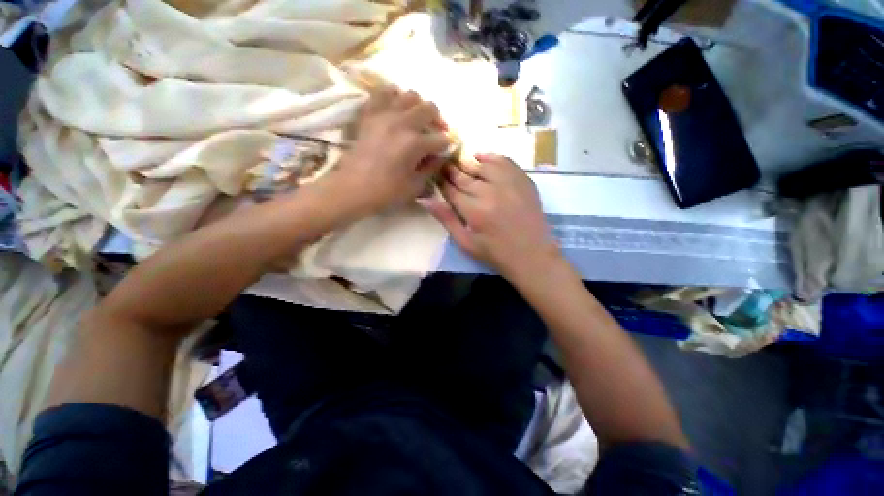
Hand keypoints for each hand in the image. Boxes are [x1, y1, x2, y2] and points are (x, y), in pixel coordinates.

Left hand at [324, 87, 450, 215]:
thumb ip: (431, 168)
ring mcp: (384, 114)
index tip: (443, 152)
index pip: (441, 139)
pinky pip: (382, 93)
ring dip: (418, 107)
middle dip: (437, 121)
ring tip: (415, 120)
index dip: (446, 146)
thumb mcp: (415, 186)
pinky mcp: (369, 114)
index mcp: (415, 143)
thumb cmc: (386, 192)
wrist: (352, 189)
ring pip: (409, 95)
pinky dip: (392, 96)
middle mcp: (402, 123)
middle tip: (433, 132)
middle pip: (430, 108)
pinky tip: (395, 107)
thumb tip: (440, 156)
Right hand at [420, 154, 562, 282]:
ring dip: (468, 162)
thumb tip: (424, 199)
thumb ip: (445, 219)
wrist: (532, 254)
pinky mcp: (523, 180)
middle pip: (464, 174)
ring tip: (460, 163)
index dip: (440, 180)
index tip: (434, 174)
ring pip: (482, 164)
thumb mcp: (465, 242)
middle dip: (451, 170)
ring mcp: (509, 184)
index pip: (450, 189)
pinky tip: (482, 158)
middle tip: (443, 165)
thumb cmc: (495, 253)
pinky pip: (504, 161)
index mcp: (474, 211)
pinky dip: (490, 157)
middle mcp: (490, 192)